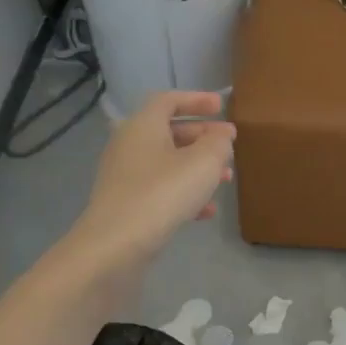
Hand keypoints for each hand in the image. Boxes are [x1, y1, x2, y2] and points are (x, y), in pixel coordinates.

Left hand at [73, 91, 233, 272]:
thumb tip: (221, 136)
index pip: (169, 100)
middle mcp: (130, 145)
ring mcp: (125, 177)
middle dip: (202, 137)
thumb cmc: (163, 193)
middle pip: (169, 132)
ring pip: (168, 163)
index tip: (222, 107)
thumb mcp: (203, 163)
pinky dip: (185, 193)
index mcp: (143, 125)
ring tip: (226, 178)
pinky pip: (161, 190)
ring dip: (198, 167)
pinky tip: (207, 211)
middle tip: (229, 144)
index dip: (197, 100)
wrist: (116, 244)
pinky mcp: (127, 205)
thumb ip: (218, 143)